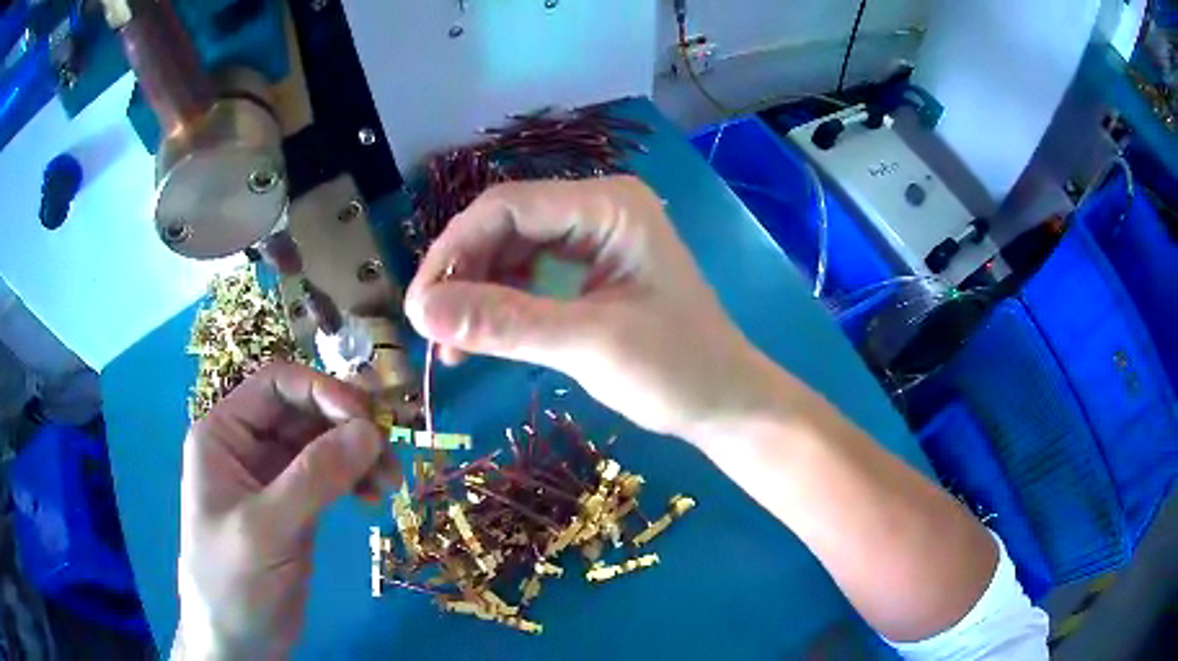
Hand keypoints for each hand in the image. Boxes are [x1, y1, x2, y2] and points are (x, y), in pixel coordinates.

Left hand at [176, 363, 382, 658]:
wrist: (239, 641)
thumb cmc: (234, 580)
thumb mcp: (266, 528)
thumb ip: (314, 478)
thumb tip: (370, 431)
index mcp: (224, 434)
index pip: (276, 385)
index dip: (322, 391)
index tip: (366, 421)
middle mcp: (248, 445)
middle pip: (305, 411)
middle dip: (348, 427)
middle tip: (388, 455)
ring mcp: (273, 476)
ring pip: (323, 442)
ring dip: (359, 454)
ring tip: (389, 483)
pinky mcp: (296, 505)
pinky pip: (331, 475)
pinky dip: (356, 478)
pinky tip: (374, 497)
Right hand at [406, 177, 784, 440]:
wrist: (725, 402)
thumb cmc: (677, 371)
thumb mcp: (588, 345)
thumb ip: (503, 323)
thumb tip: (419, 310)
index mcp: (608, 205)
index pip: (506, 207)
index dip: (453, 252)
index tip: (419, 307)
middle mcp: (598, 206)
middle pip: (505, 225)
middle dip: (463, 275)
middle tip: (433, 330)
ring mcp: (595, 235)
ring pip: (511, 250)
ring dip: (477, 292)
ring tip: (454, 343)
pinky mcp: (591, 266)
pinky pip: (530, 273)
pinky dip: (502, 303)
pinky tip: (483, 335)